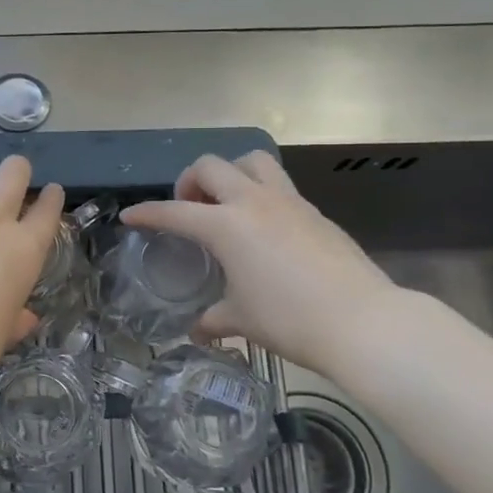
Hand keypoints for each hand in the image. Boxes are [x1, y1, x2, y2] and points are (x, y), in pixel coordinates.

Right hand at [123, 151, 396, 374]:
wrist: (362, 321)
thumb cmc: (290, 320)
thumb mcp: (242, 320)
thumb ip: (214, 319)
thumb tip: (198, 331)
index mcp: (226, 225)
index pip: (174, 211)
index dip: (147, 213)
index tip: (131, 216)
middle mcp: (253, 202)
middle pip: (211, 166)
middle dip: (190, 181)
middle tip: (189, 208)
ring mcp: (289, 202)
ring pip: (252, 161)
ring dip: (231, 172)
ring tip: (227, 202)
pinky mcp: (314, 212)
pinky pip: (279, 185)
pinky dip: (261, 193)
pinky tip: (264, 227)